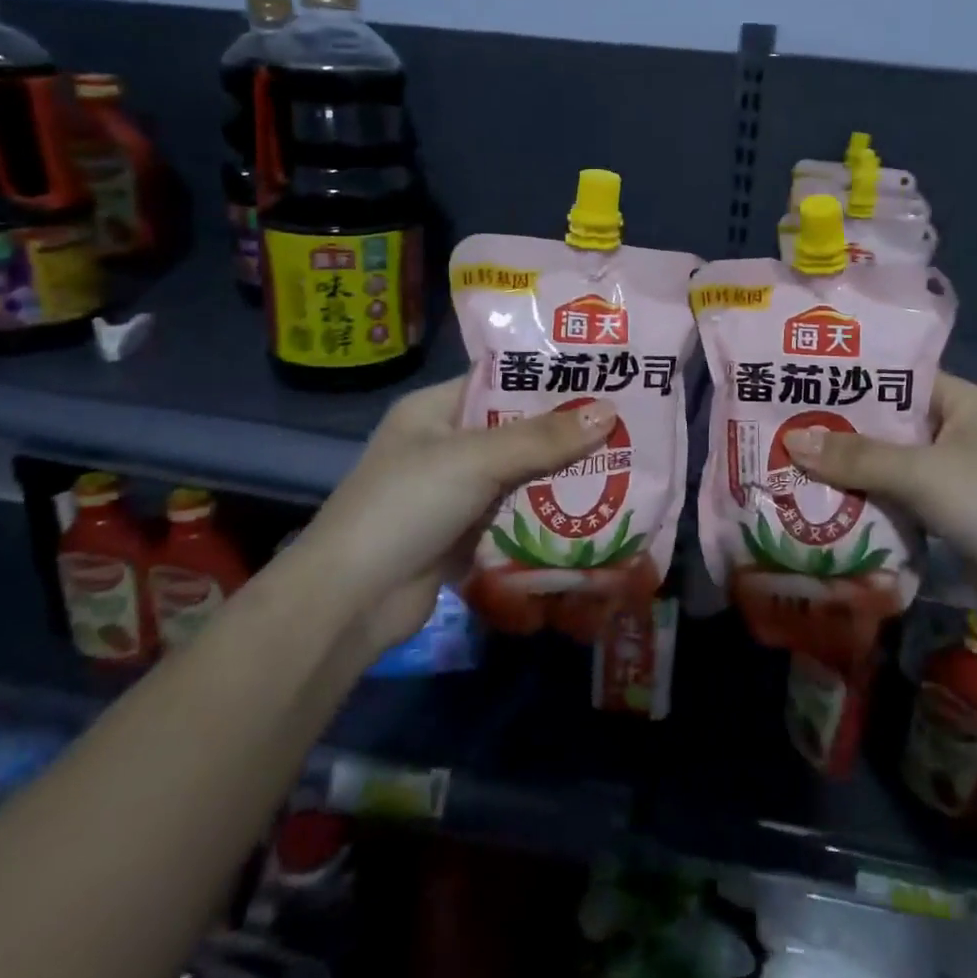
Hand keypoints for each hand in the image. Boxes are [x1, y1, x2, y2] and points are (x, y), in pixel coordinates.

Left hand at [301, 376, 617, 651]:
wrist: (349, 603)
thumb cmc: (406, 506)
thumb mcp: (476, 459)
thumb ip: (542, 438)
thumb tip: (609, 412)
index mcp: (436, 409)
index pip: (501, 380)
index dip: (549, 377)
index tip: (602, 374)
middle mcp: (447, 444)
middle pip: (517, 429)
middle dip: (566, 430)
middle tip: (626, 423)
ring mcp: (455, 491)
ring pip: (521, 473)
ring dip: (562, 474)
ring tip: (623, 462)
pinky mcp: (466, 532)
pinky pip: (517, 512)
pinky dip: (548, 512)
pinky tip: (593, 509)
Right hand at [783, 373, 976, 651]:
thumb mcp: (923, 473)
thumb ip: (857, 457)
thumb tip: (791, 440)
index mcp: (962, 403)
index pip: (897, 377)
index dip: (850, 379)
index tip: (798, 382)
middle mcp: (957, 434)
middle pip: (887, 425)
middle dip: (838, 431)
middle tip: (778, 427)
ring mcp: (953, 480)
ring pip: (888, 467)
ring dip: (846, 473)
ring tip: (785, 464)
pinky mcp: (948, 521)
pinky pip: (896, 503)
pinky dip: (865, 505)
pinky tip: (819, 507)